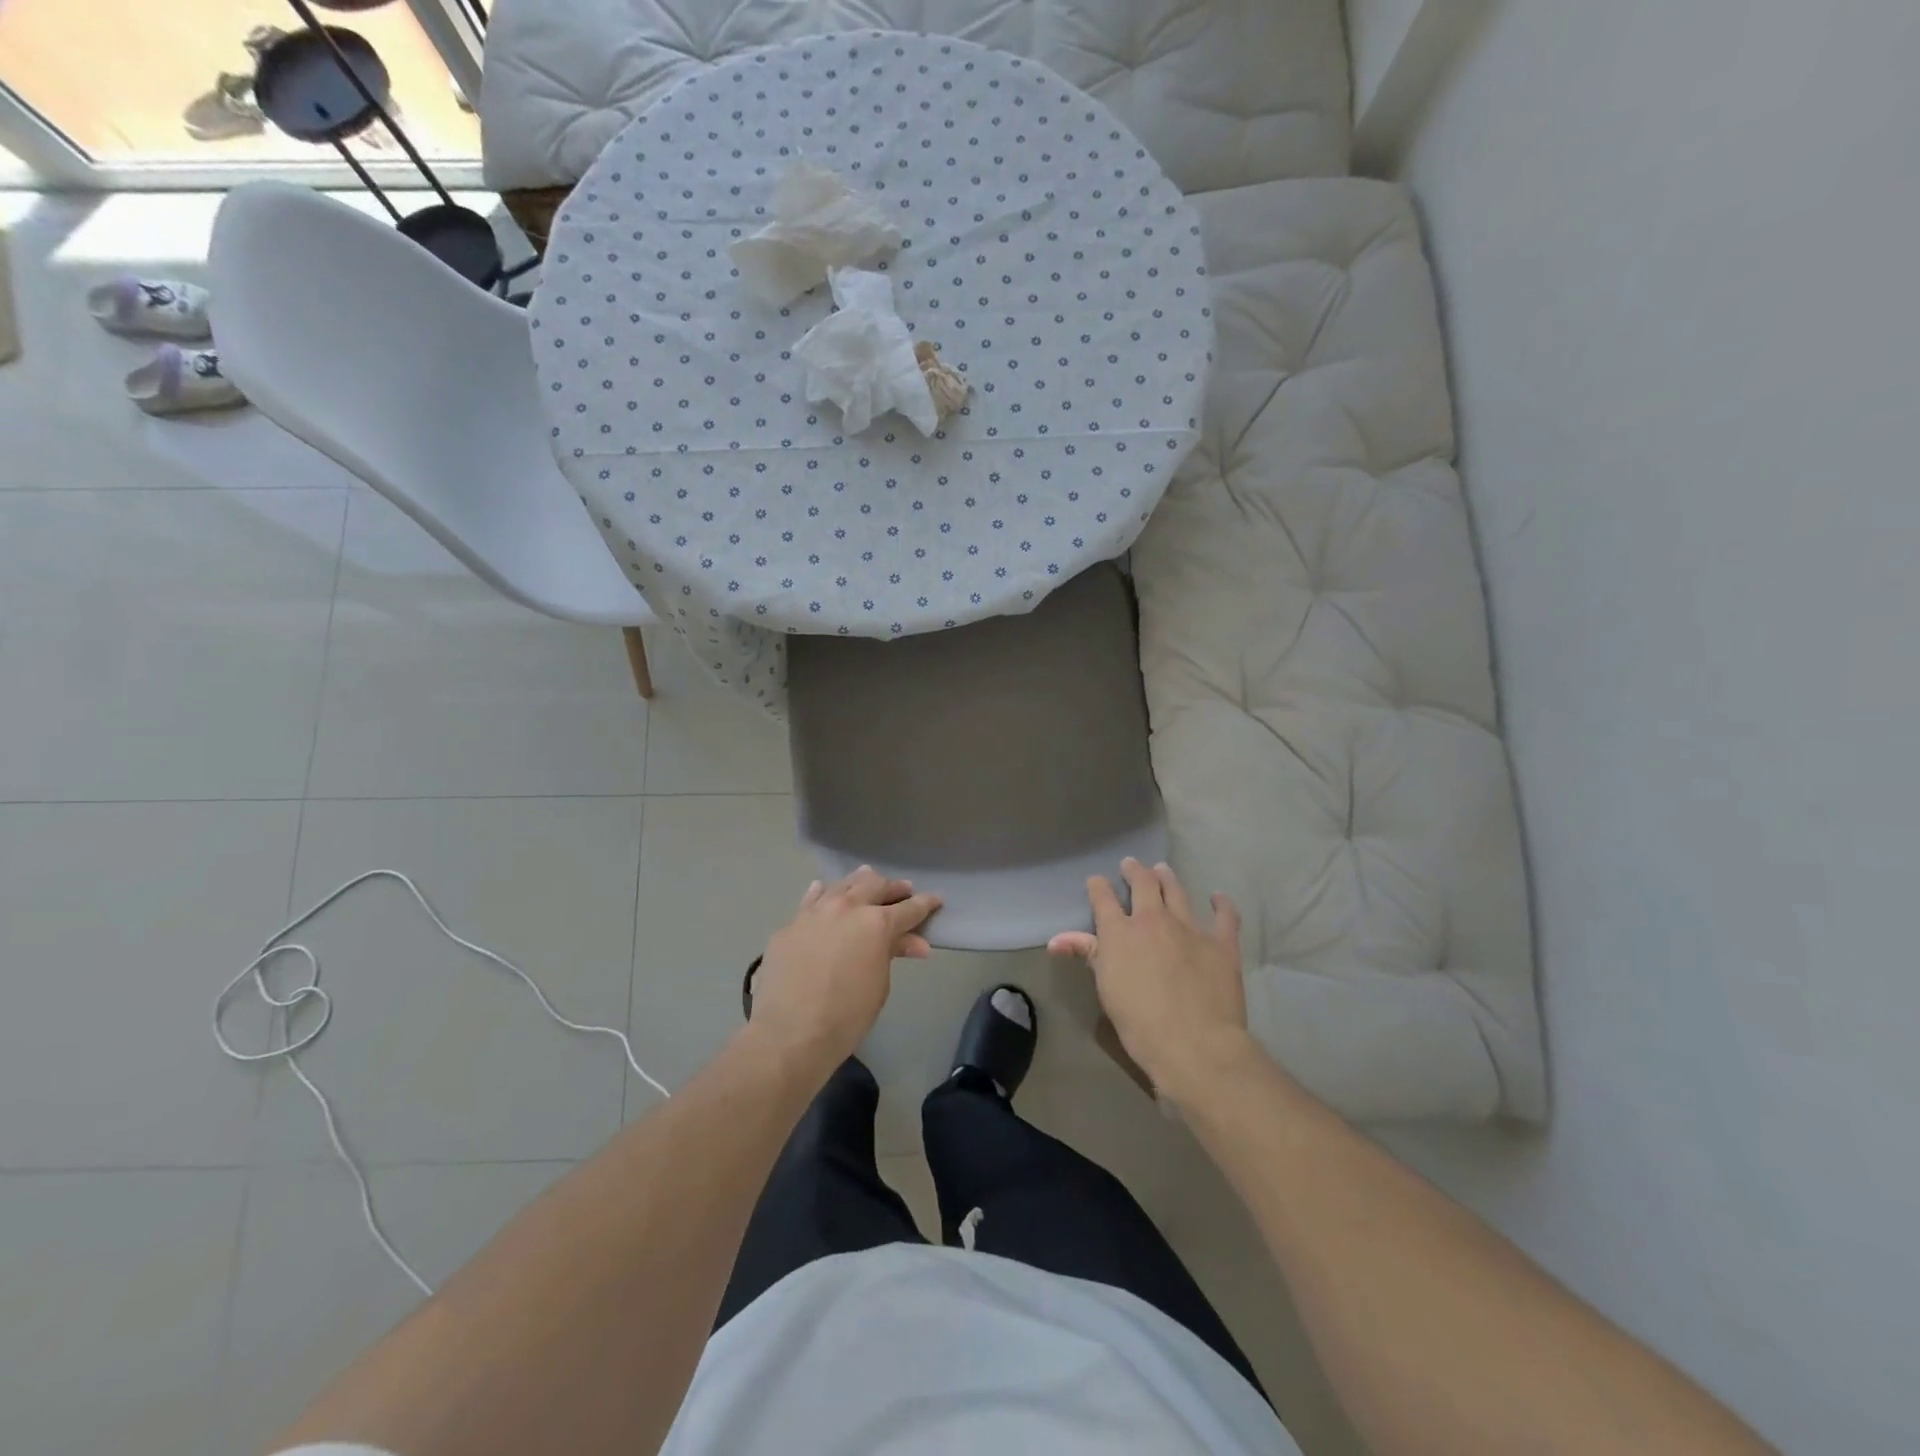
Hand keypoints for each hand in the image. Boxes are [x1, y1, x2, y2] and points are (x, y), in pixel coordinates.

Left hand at [749, 867, 940, 1069]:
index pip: (909, 908)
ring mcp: (815, 912)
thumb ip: (893, 954)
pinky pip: (811, 900)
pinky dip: (822, 893)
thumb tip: (915, 943)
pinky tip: (823, 891)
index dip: (926, 904)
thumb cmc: (846, 1016)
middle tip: (903, 890)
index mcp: (877, 923)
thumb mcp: (880, 985)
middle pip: (875, 886)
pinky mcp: (790, 924)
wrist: (790, 1033)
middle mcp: (847, 907)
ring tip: (867, 881)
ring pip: (842, 885)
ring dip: (859, 883)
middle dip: (893, 887)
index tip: (935, 899)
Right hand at [1049, 858, 1251, 1103]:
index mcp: (1120, 932)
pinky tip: (1217, 897)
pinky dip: (1220, 904)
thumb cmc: (1139, 1022)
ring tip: (1163, 869)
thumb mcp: (1105, 988)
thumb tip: (1055, 940)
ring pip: (1177, 892)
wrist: (1195, 1043)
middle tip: (1131, 864)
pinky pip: (1224, 915)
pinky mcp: (1222, 943)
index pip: (1103, 898)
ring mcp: (1190, 927)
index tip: (1096, 882)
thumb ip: (1086, 955)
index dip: (1098, 887)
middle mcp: (1153, 920)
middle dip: (1134, 871)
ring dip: (1167, 878)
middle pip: (1143, 884)